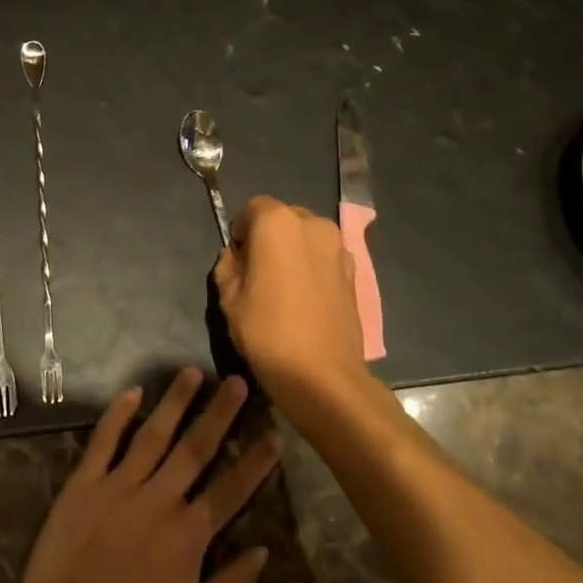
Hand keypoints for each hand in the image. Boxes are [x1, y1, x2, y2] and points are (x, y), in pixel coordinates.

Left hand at [15, 369, 280, 582]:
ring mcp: (119, 486)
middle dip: (219, 414)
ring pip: (153, 434)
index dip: (255, 462)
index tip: (274, 434)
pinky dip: (117, 415)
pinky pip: (104, 441)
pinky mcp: (84, 483)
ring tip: (192, 372)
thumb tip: (263, 553)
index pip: (231, 490)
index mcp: (189, 534)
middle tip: (237, 382)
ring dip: (175, 402)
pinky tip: (132, 392)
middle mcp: (159, 499)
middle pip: (196, 449)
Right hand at [213, 195, 371, 409]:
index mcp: (277, 223)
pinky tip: (305, 299)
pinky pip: (325, 258)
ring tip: (283, 288)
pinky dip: (313, 268)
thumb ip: (227, 266)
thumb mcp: (228, 298)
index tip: (238, 259)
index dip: (242, 231)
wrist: (321, 374)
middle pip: (284, 218)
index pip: (253, 208)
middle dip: (269, 237)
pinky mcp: (354, 272)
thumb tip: (236, 257)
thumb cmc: (266, 331)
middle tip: (258, 273)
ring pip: (307, 238)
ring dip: (293, 251)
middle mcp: (313, 224)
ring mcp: (339, 247)